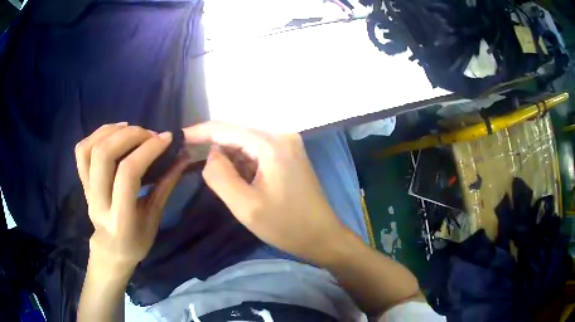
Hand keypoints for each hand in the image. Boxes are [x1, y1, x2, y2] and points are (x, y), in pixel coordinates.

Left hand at [75, 123, 188, 268]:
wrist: (111, 248)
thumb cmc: (137, 240)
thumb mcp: (154, 218)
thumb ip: (165, 185)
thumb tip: (183, 157)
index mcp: (120, 218)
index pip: (128, 174)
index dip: (147, 150)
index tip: (166, 138)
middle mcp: (99, 202)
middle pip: (104, 155)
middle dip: (129, 135)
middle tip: (149, 133)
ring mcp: (87, 190)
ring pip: (90, 149)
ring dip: (113, 131)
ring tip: (132, 128)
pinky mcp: (82, 182)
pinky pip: (82, 150)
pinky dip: (97, 134)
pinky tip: (114, 131)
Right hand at [183, 122, 346, 263]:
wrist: (323, 236)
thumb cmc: (286, 226)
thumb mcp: (245, 206)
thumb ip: (220, 175)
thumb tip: (211, 154)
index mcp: (272, 144)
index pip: (227, 129)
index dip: (200, 131)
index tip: (179, 136)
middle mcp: (282, 137)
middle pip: (237, 135)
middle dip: (216, 150)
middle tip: (194, 165)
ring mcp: (288, 146)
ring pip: (246, 145)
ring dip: (231, 160)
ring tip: (225, 184)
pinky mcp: (289, 157)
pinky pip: (258, 154)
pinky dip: (244, 165)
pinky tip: (242, 182)